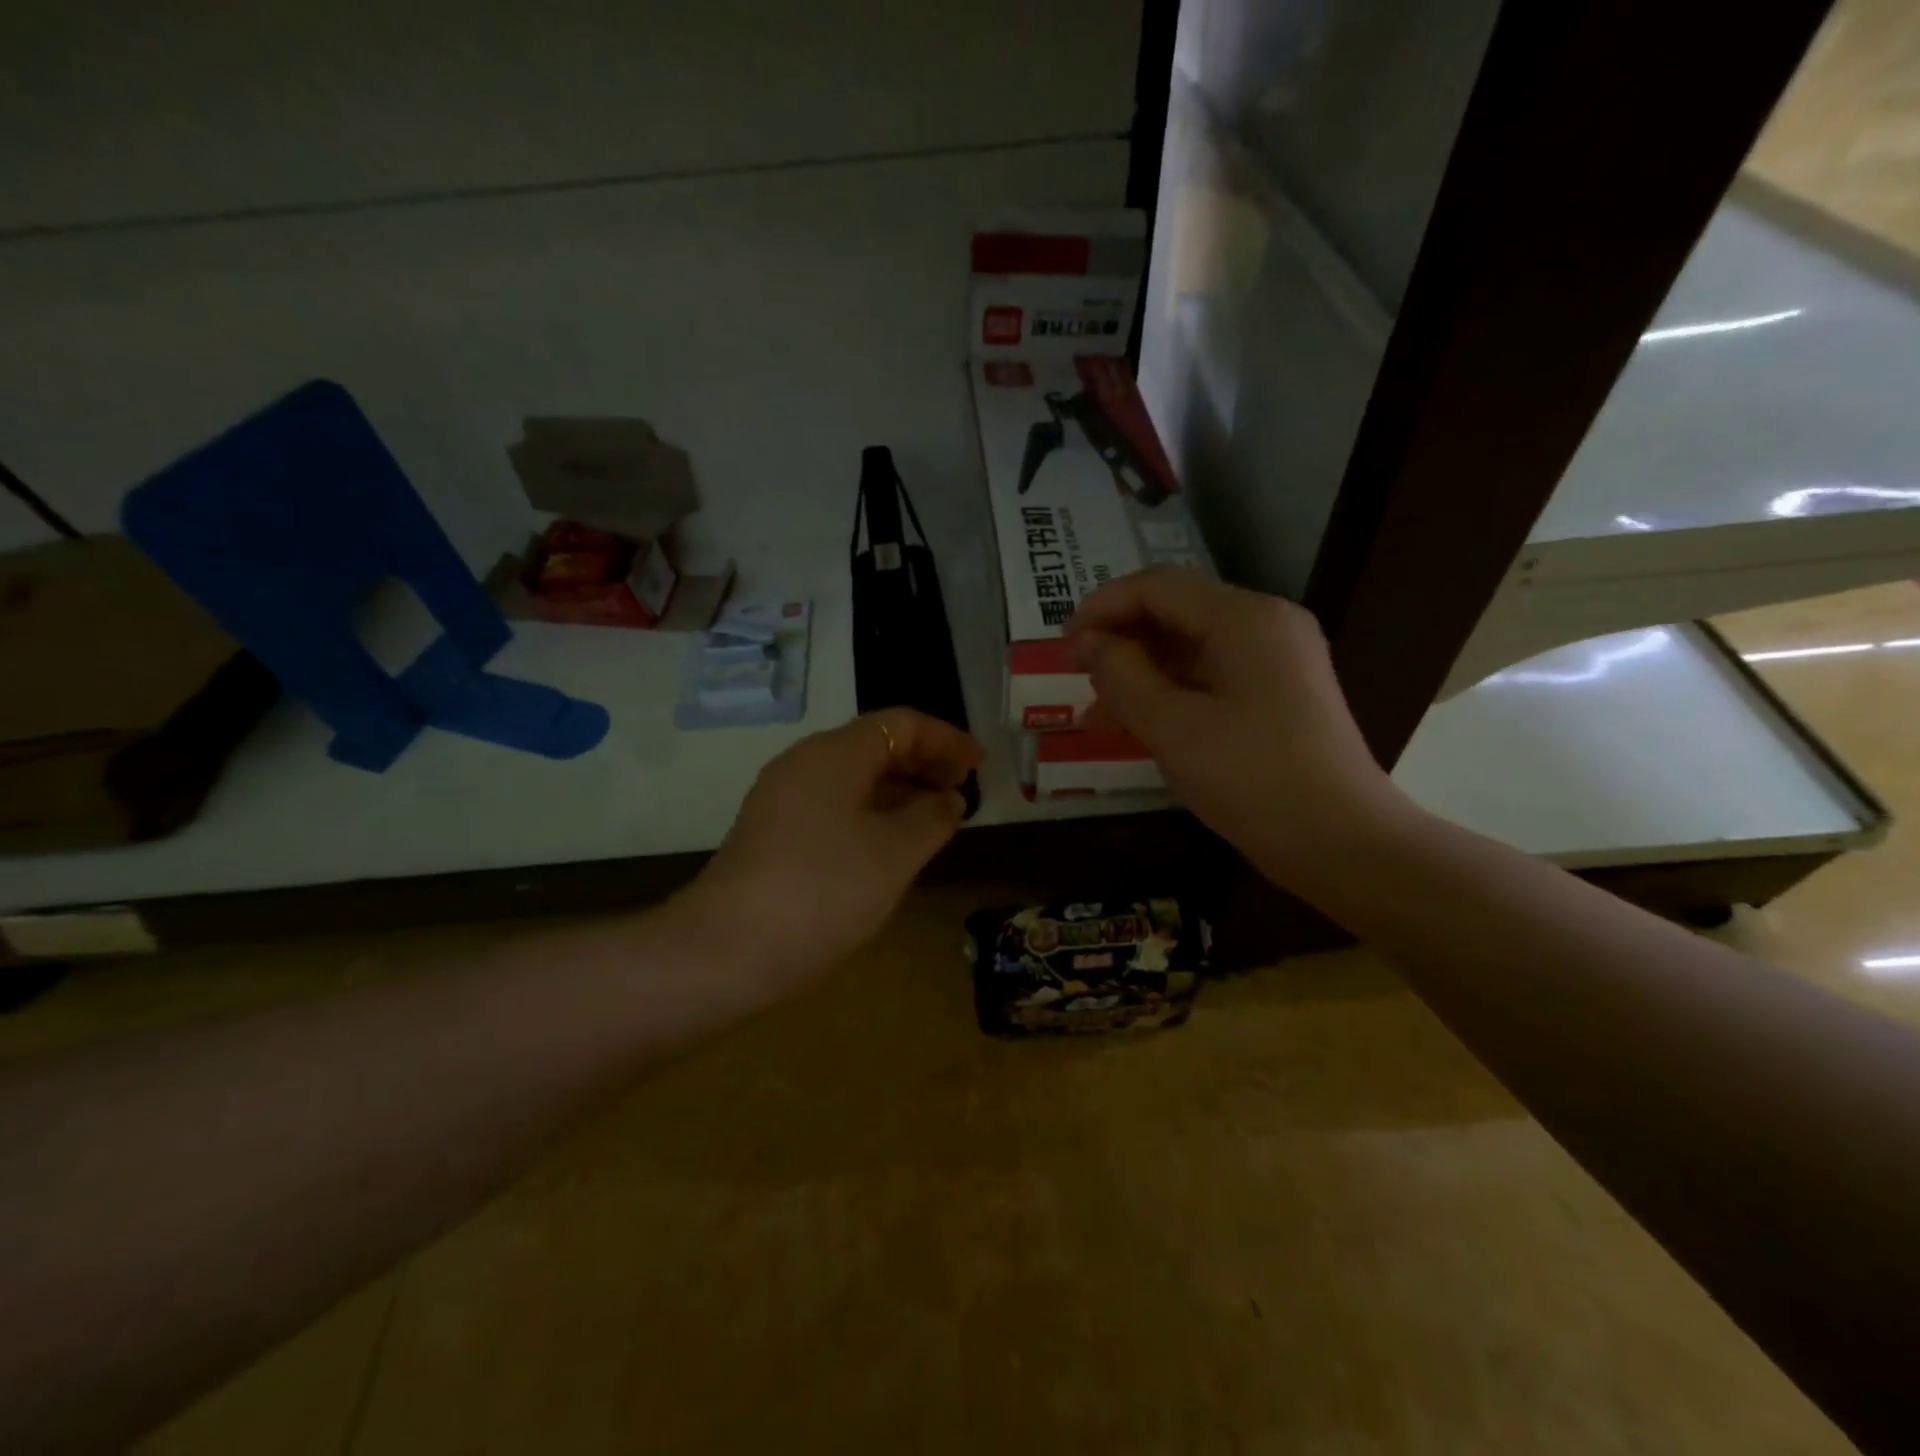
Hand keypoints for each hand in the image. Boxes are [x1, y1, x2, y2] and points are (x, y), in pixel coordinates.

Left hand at [674, 709, 983, 988]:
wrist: (727, 949)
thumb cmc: (824, 889)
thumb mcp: (895, 853)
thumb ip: (932, 817)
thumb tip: (949, 799)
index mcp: (835, 753)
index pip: (902, 724)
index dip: (947, 739)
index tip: (980, 765)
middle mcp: (805, 763)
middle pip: (876, 745)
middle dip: (924, 763)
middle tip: (962, 793)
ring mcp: (783, 797)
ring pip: (854, 777)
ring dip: (900, 791)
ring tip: (935, 819)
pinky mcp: (774, 831)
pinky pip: (835, 804)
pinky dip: (872, 813)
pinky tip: (891, 844)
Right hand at [1067, 569, 1401, 881]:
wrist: (1342, 843)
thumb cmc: (1253, 779)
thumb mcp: (1173, 727)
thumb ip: (1121, 676)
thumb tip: (1088, 643)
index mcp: (1245, 618)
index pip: (1158, 587)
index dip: (1102, 607)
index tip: (1062, 645)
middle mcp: (1265, 625)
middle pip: (1175, 613)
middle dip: (1120, 641)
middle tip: (1076, 677)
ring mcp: (1276, 660)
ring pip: (1191, 648)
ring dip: (1140, 673)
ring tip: (1097, 714)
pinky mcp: (1278, 694)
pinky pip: (1211, 677)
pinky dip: (1170, 694)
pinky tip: (1137, 725)